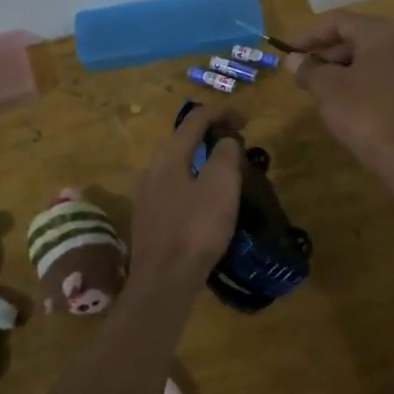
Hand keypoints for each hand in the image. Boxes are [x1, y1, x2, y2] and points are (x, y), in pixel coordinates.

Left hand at [130, 101, 243, 287]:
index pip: (196, 118)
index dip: (223, 113)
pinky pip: (173, 184)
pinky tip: (207, 198)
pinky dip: (193, 178)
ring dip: (202, 158)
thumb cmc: (196, 229)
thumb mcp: (221, 186)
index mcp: (169, 155)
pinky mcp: (149, 216)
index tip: (247, 121)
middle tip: (238, 143)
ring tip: (226, 169)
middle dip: (211, 134)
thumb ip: (225, 154)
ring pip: (178, 162)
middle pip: (183, 138)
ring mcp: (146, 193)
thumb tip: (225, 140)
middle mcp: (152, 168)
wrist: (163, 280)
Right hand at [287, 11, 393, 179]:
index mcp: (381, 33)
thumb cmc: (366, 114)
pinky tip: (345, 103)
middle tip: (303, 72)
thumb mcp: (329, 90)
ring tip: (319, 89)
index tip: (289, 51)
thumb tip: (293, 60)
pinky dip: (360, 81)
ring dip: (341, 68)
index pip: (339, 20)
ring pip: (370, 57)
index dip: (309, 34)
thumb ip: (309, 70)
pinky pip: (382, 75)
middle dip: (326, 52)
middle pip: (356, 36)